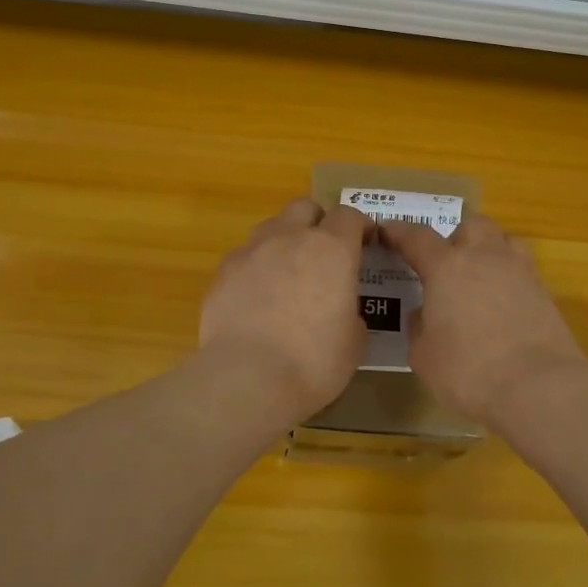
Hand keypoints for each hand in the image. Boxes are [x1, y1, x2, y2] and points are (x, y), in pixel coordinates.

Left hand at [200, 198, 369, 419]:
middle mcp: (290, 239)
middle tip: (323, 252)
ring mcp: (252, 252)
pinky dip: (255, 269)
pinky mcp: (223, 273)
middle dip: (317, 222)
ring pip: (271, 228)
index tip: (365, 243)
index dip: (359, 226)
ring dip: (283, 241)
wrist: (247, 379)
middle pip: (305, 207)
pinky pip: (244, 257)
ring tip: (287, 274)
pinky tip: (256, 299)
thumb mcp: (354, 342)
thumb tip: (342, 311)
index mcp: (332, 250)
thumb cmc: (314, 361)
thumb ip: (352, 313)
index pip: (349, 216)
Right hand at [380, 214, 587, 424]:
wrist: (538, 387)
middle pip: (470, 224)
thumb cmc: (469, 371)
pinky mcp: (544, 291)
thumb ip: (419, 326)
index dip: (398, 232)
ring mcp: (519, 271)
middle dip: (454, 236)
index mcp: (446, 267)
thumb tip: (425, 314)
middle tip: (444, 263)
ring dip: (487, 248)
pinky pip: (521, 268)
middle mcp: (484, 257)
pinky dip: (507, 275)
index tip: (386, 231)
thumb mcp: (424, 355)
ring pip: (502, 239)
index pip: (417, 237)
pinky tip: (501, 301)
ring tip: (477, 275)